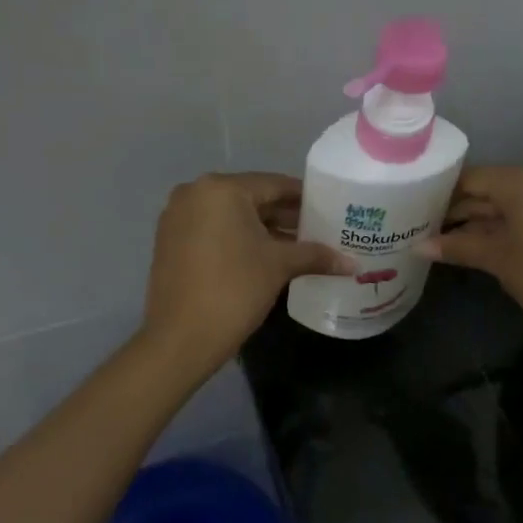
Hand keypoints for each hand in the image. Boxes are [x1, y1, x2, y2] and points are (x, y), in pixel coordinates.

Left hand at [141, 173, 351, 378]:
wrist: (180, 338)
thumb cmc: (234, 290)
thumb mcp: (279, 267)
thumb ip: (315, 255)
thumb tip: (352, 264)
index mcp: (221, 189)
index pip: (275, 184)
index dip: (305, 198)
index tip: (330, 209)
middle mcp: (195, 193)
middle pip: (252, 198)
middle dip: (284, 215)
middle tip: (318, 231)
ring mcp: (178, 217)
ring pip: (231, 216)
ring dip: (263, 229)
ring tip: (297, 247)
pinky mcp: (170, 241)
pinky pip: (213, 230)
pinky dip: (238, 239)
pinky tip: (264, 257)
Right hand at [417, 166, 522, 345]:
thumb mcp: (497, 260)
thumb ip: (457, 247)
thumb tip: (417, 246)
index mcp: (522, 182)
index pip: (471, 178)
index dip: (441, 193)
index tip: (413, 208)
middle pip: (487, 188)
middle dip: (456, 209)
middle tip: (420, 226)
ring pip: (503, 203)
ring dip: (475, 221)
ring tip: (439, 238)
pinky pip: (521, 214)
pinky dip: (497, 227)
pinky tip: (472, 244)